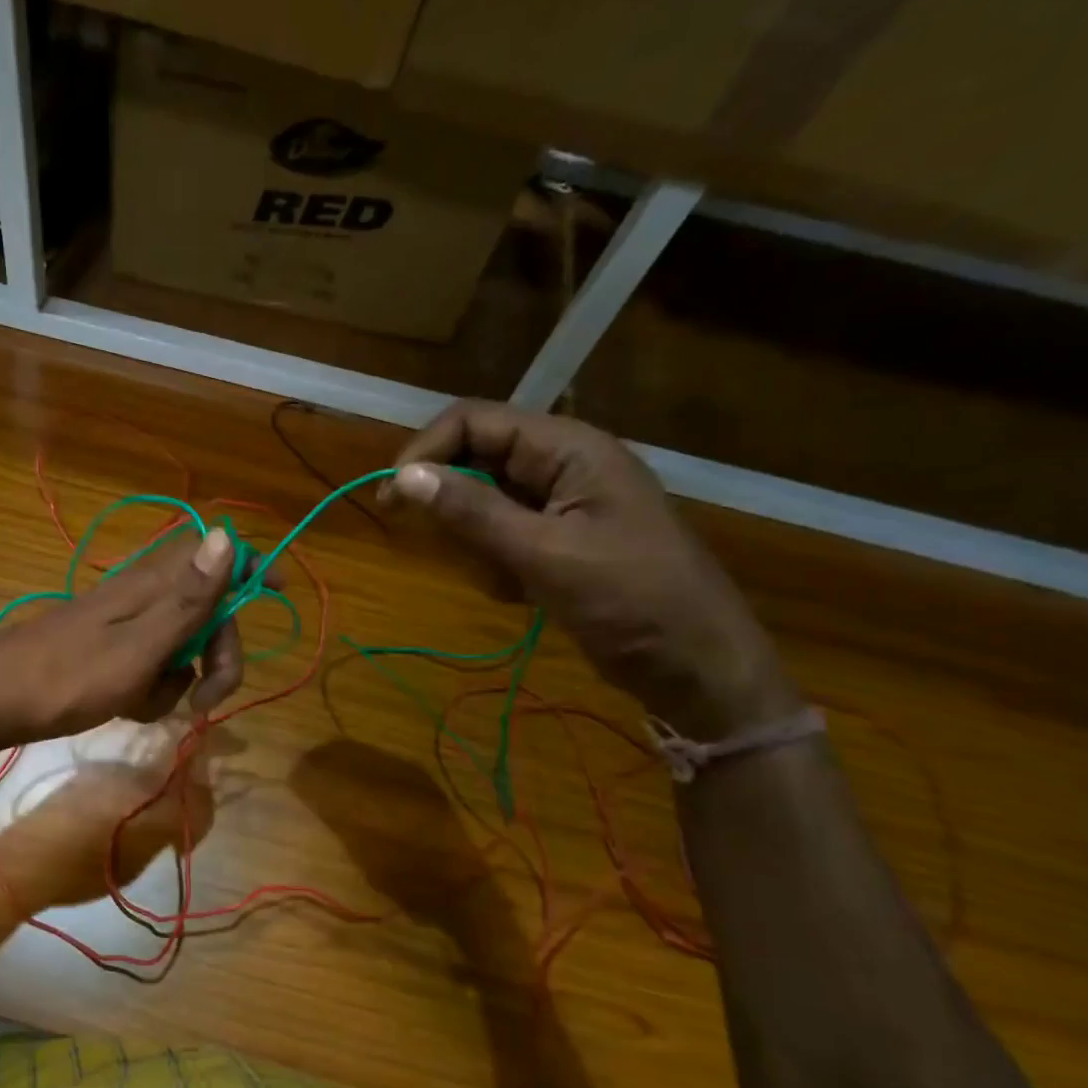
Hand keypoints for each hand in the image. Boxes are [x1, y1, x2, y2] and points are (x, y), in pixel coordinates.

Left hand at [0, 527, 244, 751]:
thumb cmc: (68, 677)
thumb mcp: (139, 646)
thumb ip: (188, 598)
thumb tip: (228, 535)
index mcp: (152, 584)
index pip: (214, 552)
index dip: (249, 565)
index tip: (276, 592)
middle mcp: (142, 595)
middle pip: (207, 611)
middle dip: (219, 654)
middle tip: (208, 697)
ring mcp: (125, 625)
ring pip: (181, 646)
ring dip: (180, 680)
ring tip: (148, 704)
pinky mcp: (110, 652)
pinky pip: (152, 667)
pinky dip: (151, 690)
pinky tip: (129, 707)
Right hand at [383, 401, 798, 738]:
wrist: (695, 665)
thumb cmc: (630, 601)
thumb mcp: (543, 554)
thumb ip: (472, 512)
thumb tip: (405, 476)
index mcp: (568, 448)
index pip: (474, 422)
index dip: (426, 452)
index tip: (392, 498)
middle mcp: (562, 464)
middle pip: (475, 461)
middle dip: (456, 508)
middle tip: (455, 550)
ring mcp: (562, 503)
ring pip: (483, 504)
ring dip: (478, 544)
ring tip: (509, 582)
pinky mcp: (559, 538)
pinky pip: (502, 536)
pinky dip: (498, 564)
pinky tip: (521, 593)